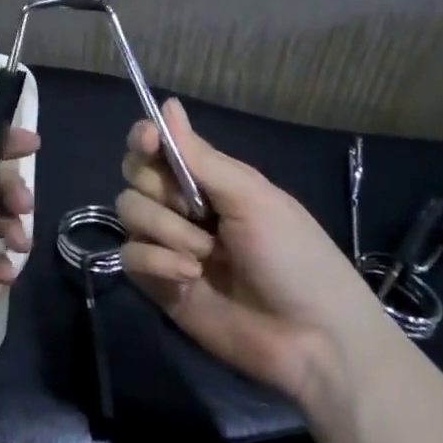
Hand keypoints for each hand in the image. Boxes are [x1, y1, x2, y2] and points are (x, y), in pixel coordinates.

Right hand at [117, 98, 392, 407]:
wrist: (312, 339)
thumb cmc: (294, 257)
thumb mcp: (252, 198)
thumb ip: (200, 156)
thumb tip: (169, 103)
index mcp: (210, 181)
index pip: (159, 147)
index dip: (146, 139)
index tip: (149, 143)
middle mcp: (184, 207)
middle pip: (135, 175)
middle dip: (160, 190)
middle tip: (197, 212)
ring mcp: (169, 244)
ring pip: (130, 212)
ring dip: (166, 230)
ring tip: (204, 256)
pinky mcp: (158, 282)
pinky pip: (131, 255)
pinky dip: (157, 262)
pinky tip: (188, 276)